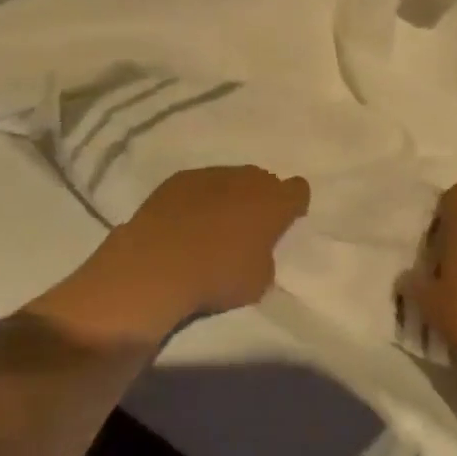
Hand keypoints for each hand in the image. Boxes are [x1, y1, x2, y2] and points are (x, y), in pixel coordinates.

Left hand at [40, 167, 309, 344]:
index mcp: (274, 202)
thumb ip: (265, 256)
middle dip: (260, 198)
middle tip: (249, 226)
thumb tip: (256, 248)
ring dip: (229, 196)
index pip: (298, 190)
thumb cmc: (217, 277)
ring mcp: (211, 174)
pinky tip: (186, 221)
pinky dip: (199, 198)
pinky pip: (200, 184)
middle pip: (263, 180)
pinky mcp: (179, 178)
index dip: (294, 205)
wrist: (158, 265)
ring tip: (214, 225)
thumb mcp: (258, 281)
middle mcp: (247, 179)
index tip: (286, 220)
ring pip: (230, 179)